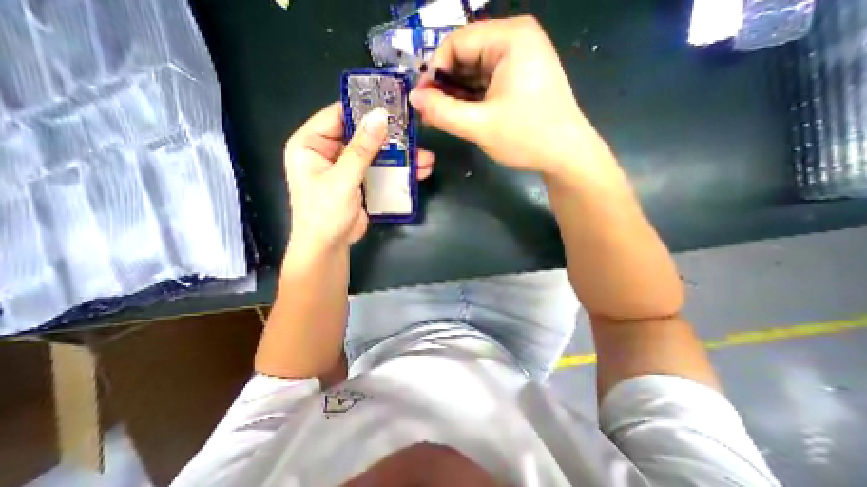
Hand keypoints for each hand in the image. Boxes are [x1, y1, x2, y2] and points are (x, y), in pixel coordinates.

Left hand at [284, 101, 432, 247]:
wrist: (329, 247)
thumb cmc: (325, 213)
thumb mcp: (342, 179)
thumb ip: (361, 149)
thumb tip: (380, 116)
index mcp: (311, 143)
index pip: (338, 114)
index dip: (364, 108)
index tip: (392, 104)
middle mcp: (328, 151)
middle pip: (362, 134)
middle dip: (390, 136)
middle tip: (415, 132)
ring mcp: (347, 167)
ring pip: (376, 153)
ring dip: (399, 155)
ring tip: (425, 157)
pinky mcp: (360, 181)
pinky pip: (380, 169)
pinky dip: (397, 170)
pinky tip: (418, 171)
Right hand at [408, 14, 603, 179]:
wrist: (565, 155)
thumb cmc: (526, 137)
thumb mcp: (479, 126)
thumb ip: (442, 112)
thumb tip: (414, 98)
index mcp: (510, 38)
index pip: (456, 43)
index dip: (434, 71)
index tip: (422, 101)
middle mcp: (515, 40)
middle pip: (465, 56)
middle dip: (445, 86)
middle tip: (430, 114)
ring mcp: (519, 60)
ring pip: (474, 72)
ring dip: (456, 95)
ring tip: (441, 118)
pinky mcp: (519, 79)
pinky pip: (486, 83)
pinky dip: (471, 99)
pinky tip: (460, 116)